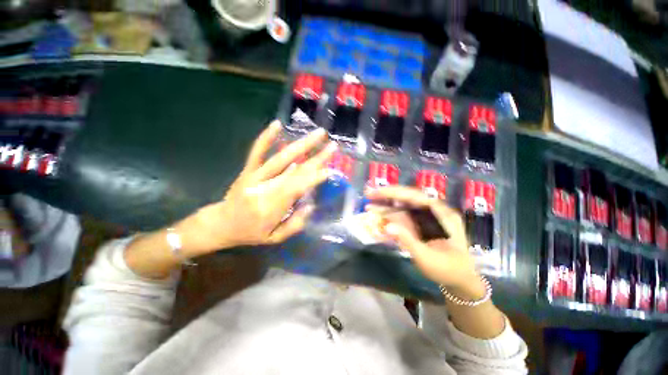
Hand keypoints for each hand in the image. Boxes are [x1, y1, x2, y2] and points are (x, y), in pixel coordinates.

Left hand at [176, 120, 335, 255]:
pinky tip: (277, 124)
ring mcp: (254, 177)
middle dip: (316, 158)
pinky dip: (266, 137)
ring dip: (302, 144)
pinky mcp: (248, 170)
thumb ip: (295, 224)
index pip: (296, 189)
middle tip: (332, 146)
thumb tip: (311, 205)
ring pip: (281, 158)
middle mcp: (264, 190)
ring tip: (319, 133)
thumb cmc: (251, 233)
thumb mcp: (275, 238)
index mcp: (271, 208)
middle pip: (294, 171)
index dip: (313, 178)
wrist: (221, 224)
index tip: (330, 170)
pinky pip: (257, 151)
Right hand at [366, 186, 484, 299]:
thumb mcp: (428, 259)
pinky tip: (379, 215)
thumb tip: (387, 227)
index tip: (377, 193)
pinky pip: (405, 216)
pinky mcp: (422, 224)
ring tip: (369, 205)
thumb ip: (408, 241)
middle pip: (408, 197)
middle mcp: (435, 211)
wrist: (461, 280)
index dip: (394, 192)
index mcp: (442, 215)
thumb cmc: (448, 270)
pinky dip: (391, 215)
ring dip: (387, 205)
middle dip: (387, 195)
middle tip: (369, 194)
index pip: (415, 196)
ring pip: (405, 206)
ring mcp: (428, 217)